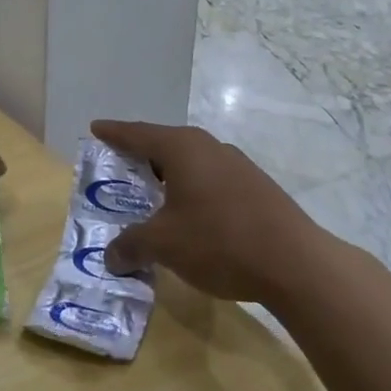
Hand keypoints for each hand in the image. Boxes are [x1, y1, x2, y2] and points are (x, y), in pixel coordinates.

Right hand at [91, 121, 324, 304]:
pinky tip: (190, 215)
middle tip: (119, 167)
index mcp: (183, 148)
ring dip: (169, 176)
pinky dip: (192, 190)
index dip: (114, 133)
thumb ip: (131, 246)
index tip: (96, 128)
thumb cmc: (219, 241)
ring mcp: (237, 165)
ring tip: (152, 195)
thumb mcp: (164, 245)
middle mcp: (209, 147)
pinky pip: (211, 179)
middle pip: (165, 144)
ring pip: (191, 163)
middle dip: (141, 156)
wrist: (294, 262)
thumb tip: (111, 257)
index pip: (138, 134)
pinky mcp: (256, 187)